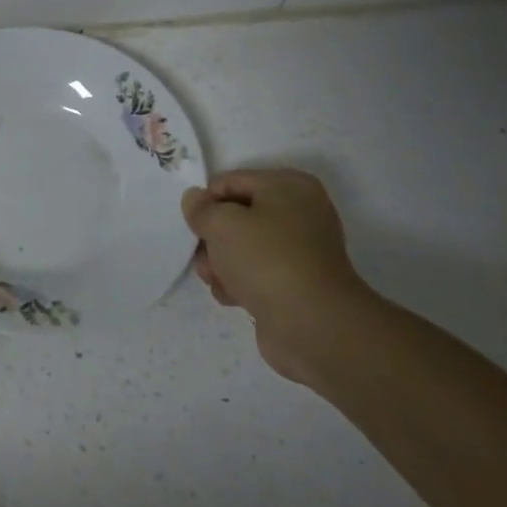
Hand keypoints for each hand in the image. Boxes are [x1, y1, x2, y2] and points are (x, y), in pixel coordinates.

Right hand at [182, 168, 375, 387]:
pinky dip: (240, 283)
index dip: (206, 202)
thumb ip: (201, 208)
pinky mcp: (296, 284)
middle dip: (213, 238)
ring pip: (243, 248)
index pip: (231, 182)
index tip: (193, 226)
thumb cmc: (266, 259)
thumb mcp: (222, 223)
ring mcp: (300, 251)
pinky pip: (256, 274)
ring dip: (221, 263)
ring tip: (216, 281)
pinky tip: (232, 297)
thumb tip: (194, 199)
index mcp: (289, 186)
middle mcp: (299, 213)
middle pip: (237, 216)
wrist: (313, 325)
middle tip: (202, 257)